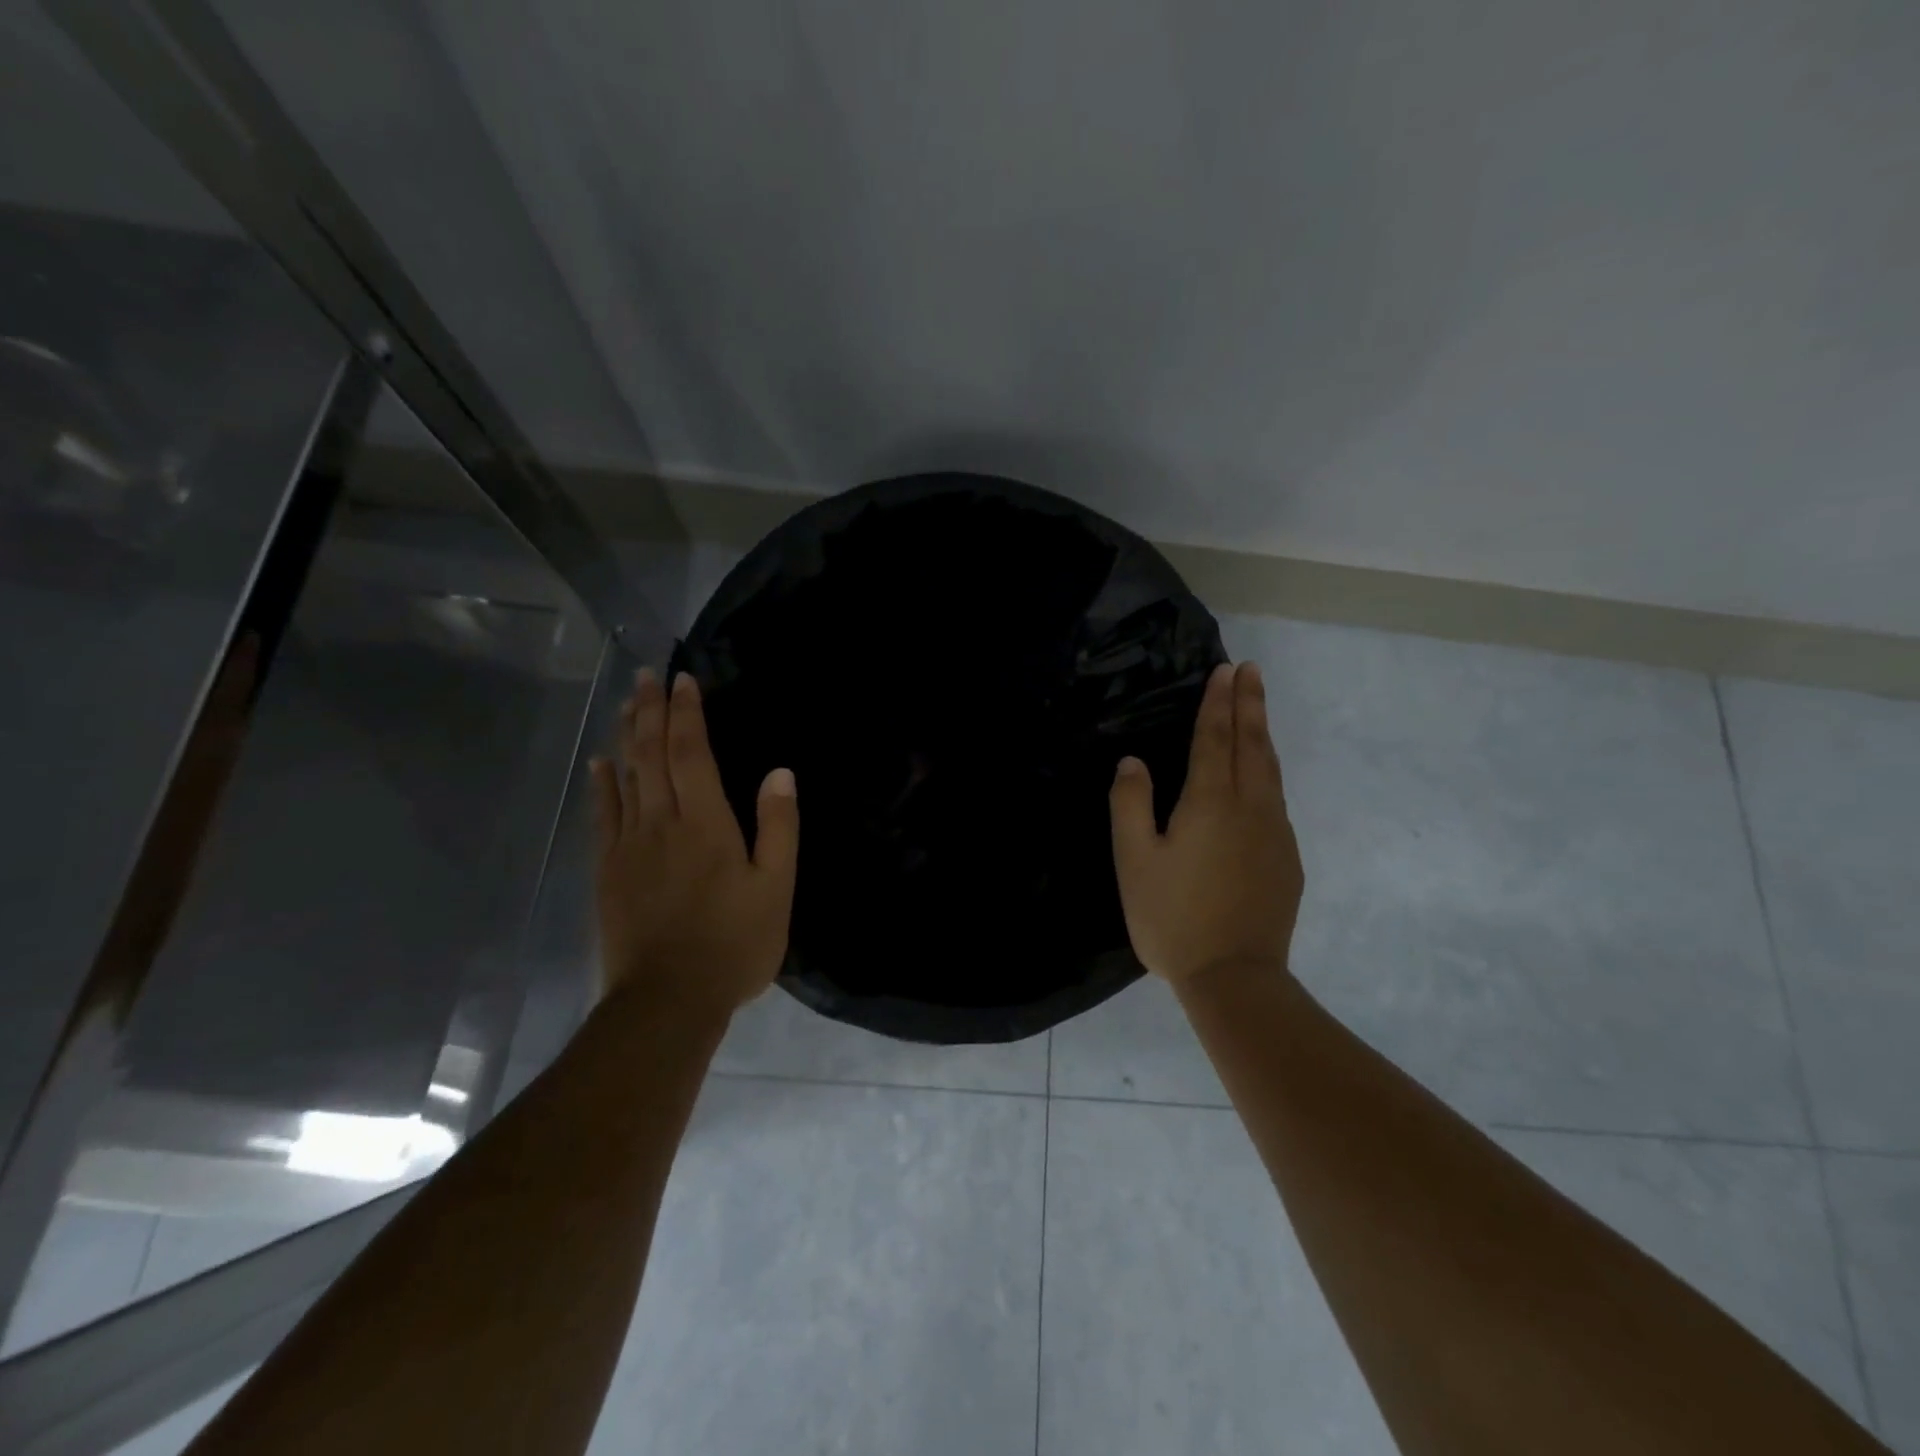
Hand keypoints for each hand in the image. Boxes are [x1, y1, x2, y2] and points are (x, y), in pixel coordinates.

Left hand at [590, 668, 798, 1018]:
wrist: (668, 1000)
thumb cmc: (734, 944)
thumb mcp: (776, 888)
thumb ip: (778, 827)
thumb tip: (780, 773)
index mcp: (705, 823)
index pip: (692, 753)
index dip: (688, 714)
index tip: (684, 680)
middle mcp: (662, 823)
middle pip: (651, 755)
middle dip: (650, 711)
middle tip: (647, 676)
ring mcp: (629, 846)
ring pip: (625, 778)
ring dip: (626, 737)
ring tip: (626, 704)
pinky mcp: (608, 871)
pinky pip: (603, 816)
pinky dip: (602, 785)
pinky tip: (601, 765)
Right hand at [1109, 661, 1304, 988]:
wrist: (1234, 977)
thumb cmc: (1173, 918)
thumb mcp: (1134, 862)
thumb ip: (1130, 805)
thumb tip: (1132, 762)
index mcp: (1210, 803)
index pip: (1214, 739)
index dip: (1217, 703)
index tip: (1224, 671)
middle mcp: (1250, 808)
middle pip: (1252, 744)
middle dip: (1249, 703)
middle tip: (1249, 669)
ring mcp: (1275, 833)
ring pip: (1270, 770)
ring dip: (1262, 733)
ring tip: (1258, 707)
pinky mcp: (1287, 859)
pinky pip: (1277, 799)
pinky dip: (1268, 771)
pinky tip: (1262, 775)